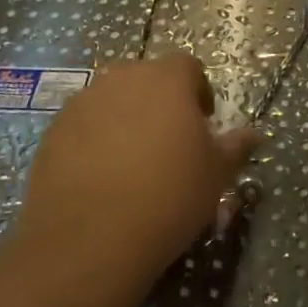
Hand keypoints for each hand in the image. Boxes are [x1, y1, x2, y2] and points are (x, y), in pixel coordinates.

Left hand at [14, 55, 258, 281]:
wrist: (89, 239)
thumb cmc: (168, 197)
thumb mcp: (215, 175)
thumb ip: (235, 147)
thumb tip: (254, 134)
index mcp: (167, 79)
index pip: (189, 67)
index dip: (199, 91)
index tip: (202, 125)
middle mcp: (123, 78)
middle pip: (148, 79)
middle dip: (160, 102)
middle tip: (169, 143)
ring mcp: (84, 102)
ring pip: (113, 100)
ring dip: (126, 118)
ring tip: (132, 162)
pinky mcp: (54, 131)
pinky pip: (84, 124)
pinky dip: (94, 139)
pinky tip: (100, 177)